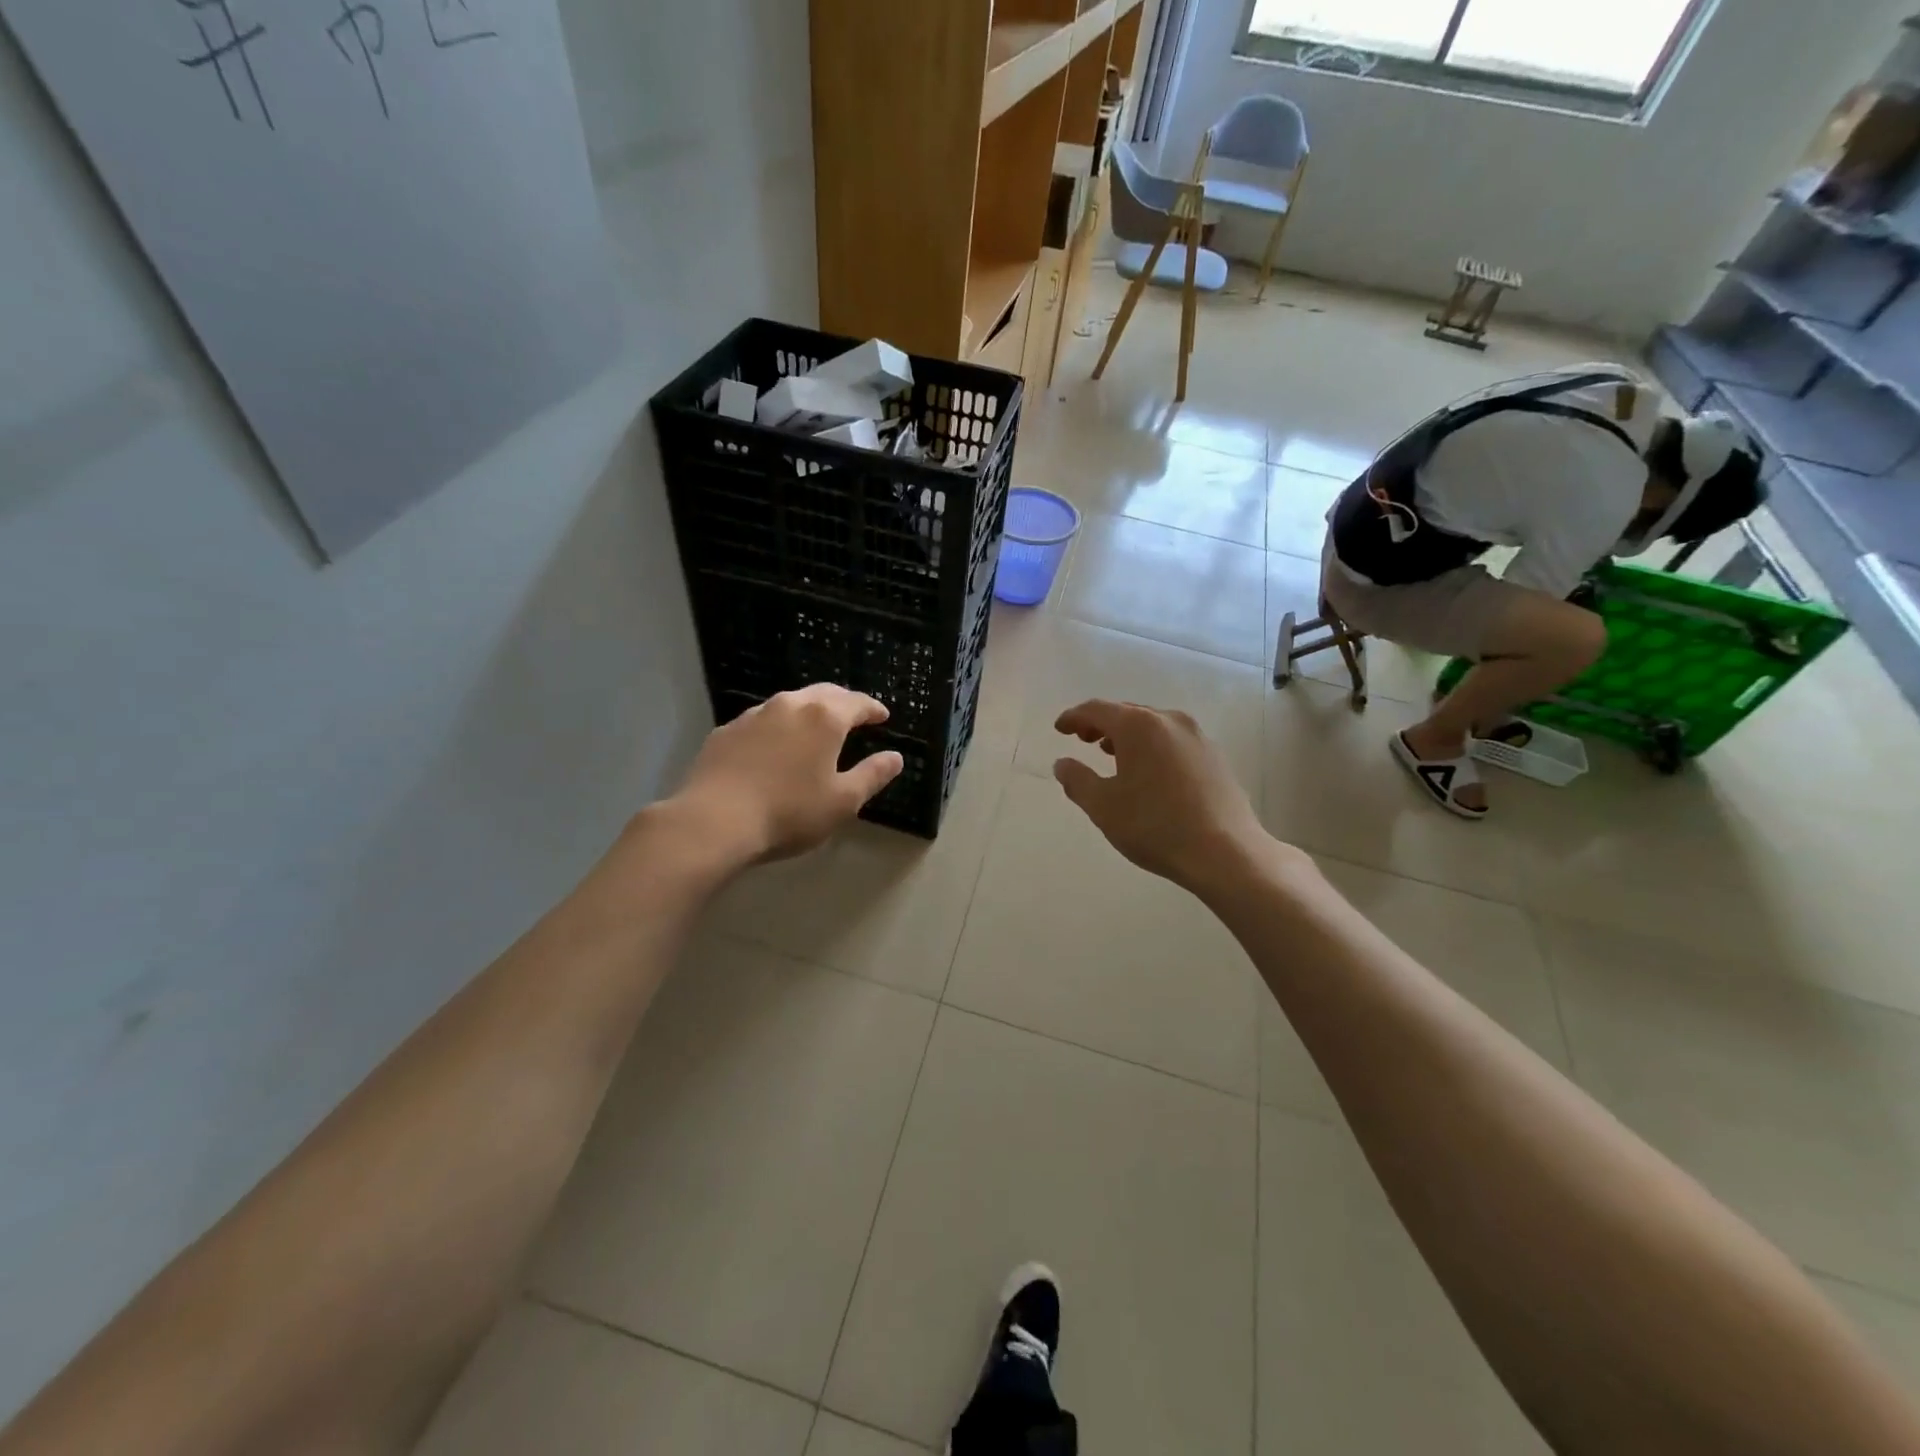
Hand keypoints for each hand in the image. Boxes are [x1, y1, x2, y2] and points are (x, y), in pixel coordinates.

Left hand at [669, 685, 903, 866]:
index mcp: (824, 718)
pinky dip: (777, 727)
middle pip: (823, 694)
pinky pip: (761, 721)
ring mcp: (753, 715)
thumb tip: (895, 757)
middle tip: (854, 715)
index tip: (883, 717)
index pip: (857, 702)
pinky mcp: (725, 731)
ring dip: (808, 712)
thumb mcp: (843, 801)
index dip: (873, 709)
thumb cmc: (789, 813)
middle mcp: (789, 705)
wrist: (713, 821)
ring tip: (815, 729)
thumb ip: (872, 775)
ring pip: (789, 704)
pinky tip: (774, 747)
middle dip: (843, 702)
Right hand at [1053, 701, 1271, 893]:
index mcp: (1139, 726)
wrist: (1225, 852)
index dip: (1074, 717)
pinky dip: (1153, 748)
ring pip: (1153, 726)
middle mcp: (1170, 721)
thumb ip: (1077, 780)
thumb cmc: (1155, 826)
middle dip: (1101, 724)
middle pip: (1127, 713)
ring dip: (1128, 735)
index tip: (1060, 728)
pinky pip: (1173, 742)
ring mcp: (1197, 737)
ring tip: (1112, 754)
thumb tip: (1063, 764)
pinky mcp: (1215, 757)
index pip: (1097, 709)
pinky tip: (1149, 772)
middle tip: (1082, 739)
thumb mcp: (1103, 806)